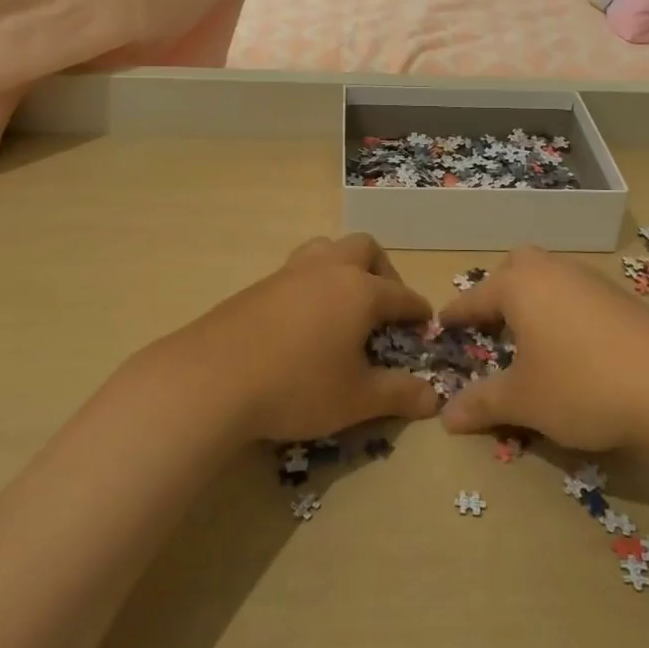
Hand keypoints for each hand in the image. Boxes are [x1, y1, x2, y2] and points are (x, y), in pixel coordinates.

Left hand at [167, 234, 442, 442]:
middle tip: (384, 307)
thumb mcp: (356, 399)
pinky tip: (304, 320)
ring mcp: (289, 273)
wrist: (213, 378)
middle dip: (383, 271)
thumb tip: (434, 397)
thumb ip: (398, 394)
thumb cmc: (297, 386)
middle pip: (365, 248)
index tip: (425, 323)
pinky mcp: (259, 286)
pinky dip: (312, 284)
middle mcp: (328, 270)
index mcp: (359, 290)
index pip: (401, 294)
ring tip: (343, 305)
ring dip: (343, 267)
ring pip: (326, 249)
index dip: (417, 310)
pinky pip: (297, 270)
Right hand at [436, 247, 648, 450]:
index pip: (475, 298)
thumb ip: (482, 403)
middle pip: (517, 268)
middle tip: (494, 326)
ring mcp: (591, 280)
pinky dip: (564, 311)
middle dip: (500, 292)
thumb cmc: (583, 384)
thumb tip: (445, 417)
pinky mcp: (622, 297)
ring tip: (532, 339)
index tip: (442, 325)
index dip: (457, 316)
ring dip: (535, 300)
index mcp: (519, 285)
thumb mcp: (525, 400)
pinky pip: (577, 294)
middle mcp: (552, 271)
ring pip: (550, 278)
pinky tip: (574, 346)